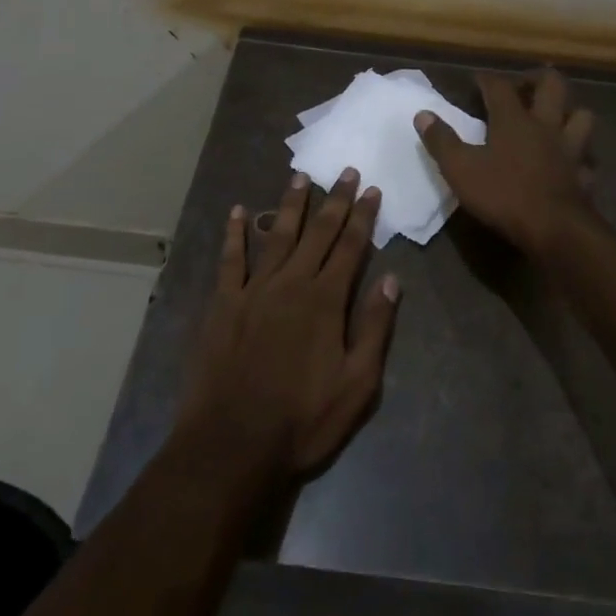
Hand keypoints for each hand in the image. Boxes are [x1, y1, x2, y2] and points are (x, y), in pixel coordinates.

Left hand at [173, 169, 401, 487]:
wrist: (232, 444)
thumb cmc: (303, 419)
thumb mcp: (358, 384)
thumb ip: (374, 328)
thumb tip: (393, 280)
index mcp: (325, 300)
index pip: (350, 246)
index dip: (362, 216)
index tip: (371, 189)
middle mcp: (291, 283)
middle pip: (317, 232)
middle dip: (334, 199)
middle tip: (344, 170)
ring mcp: (253, 290)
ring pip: (277, 235)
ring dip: (291, 204)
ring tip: (299, 176)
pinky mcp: (223, 304)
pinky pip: (230, 260)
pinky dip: (234, 233)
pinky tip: (238, 211)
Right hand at [415, 68, 596, 257]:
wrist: (555, 229)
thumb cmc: (504, 194)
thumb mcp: (461, 169)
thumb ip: (442, 141)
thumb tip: (422, 114)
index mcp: (514, 120)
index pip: (500, 86)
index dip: (486, 79)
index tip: (476, 80)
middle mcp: (546, 125)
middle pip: (552, 85)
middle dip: (537, 79)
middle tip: (523, 87)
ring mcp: (571, 149)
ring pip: (581, 116)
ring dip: (569, 112)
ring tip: (555, 119)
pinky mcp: (584, 174)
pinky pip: (586, 158)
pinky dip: (580, 156)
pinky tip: (571, 163)